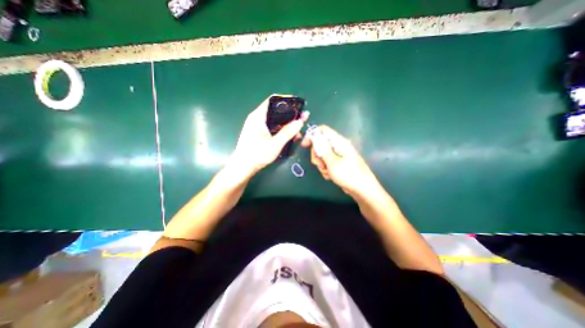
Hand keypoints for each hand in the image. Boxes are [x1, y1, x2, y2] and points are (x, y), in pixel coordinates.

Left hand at [230, 94, 307, 177]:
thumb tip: (301, 121)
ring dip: (287, 124)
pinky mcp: (259, 133)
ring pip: (276, 120)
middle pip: (276, 111)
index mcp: (258, 116)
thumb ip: (288, 132)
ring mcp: (258, 126)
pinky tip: (289, 137)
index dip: (287, 101)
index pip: (273, 100)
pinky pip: (273, 127)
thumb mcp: (275, 144)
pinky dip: (281, 130)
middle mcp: (257, 118)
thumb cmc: (257, 154)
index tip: (299, 107)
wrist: (243, 167)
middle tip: (301, 121)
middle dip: (290, 115)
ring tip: (297, 132)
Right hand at [301, 125, 378, 195]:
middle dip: (317, 155)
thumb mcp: (333, 162)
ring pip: (322, 155)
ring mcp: (338, 155)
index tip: (305, 145)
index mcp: (339, 142)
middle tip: (320, 165)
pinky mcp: (338, 163)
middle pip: (320, 144)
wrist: (362, 190)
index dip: (312, 135)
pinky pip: (327, 163)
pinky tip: (330, 176)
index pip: (323, 131)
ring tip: (327, 172)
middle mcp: (338, 146)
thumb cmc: (349, 175)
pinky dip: (326, 169)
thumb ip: (322, 149)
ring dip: (321, 164)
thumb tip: (314, 136)